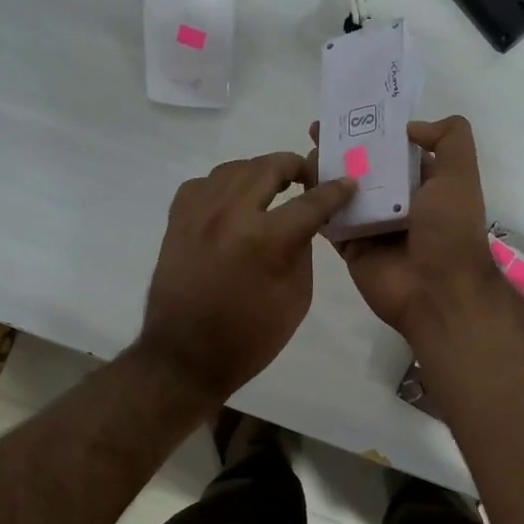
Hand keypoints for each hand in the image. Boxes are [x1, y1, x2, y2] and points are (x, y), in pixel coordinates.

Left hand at [137, 152, 355, 403]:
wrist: (185, 357)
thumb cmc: (250, 337)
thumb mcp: (296, 298)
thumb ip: (302, 250)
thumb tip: (304, 220)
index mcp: (264, 240)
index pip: (310, 202)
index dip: (334, 190)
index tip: (347, 182)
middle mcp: (229, 215)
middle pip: (268, 167)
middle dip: (294, 166)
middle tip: (307, 176)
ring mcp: (197, 214)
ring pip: (233, 169)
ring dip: (258, 172)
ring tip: (272, 185)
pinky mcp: (176, 221)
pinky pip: (202, 184)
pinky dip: (222, 185)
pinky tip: (232, 200)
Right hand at [309, 116, 502, 342]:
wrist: (437, 291)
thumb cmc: (449, 230)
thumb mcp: (460, 174)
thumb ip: (449, 138)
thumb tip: (411, 126)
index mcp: (424, 184)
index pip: (395, 150)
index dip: (374, 130)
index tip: (347, 114)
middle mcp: (397, 202)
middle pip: (364, 168)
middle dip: (342, 148)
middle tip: (314, 130)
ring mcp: (372, 225)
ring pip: (342, 192)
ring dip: (324, 172)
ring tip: (305, 153)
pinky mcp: (352, 246)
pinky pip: (330, 221)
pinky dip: (316, 204)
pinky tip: (300, 183)